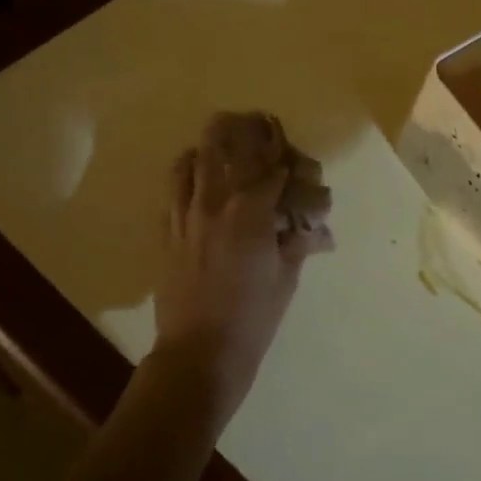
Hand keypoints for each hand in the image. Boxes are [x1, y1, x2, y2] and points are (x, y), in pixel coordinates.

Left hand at [152, 116, 327, 419]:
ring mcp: (183, 215)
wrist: (200, 352)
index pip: (271, 168)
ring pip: (190, 160)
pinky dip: (186, 174)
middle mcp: (213, 203)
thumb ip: (297, 242)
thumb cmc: (253, 318)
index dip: (286, 160)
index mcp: (249, 213)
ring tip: (224, 149)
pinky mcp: (165, 231)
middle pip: (222, 145)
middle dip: (243, 130)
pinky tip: (199, 183)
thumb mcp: (286, 278)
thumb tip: (314, 228)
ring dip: (209, 148)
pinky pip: (172, 188)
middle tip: (256, 128)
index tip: (295, 163)